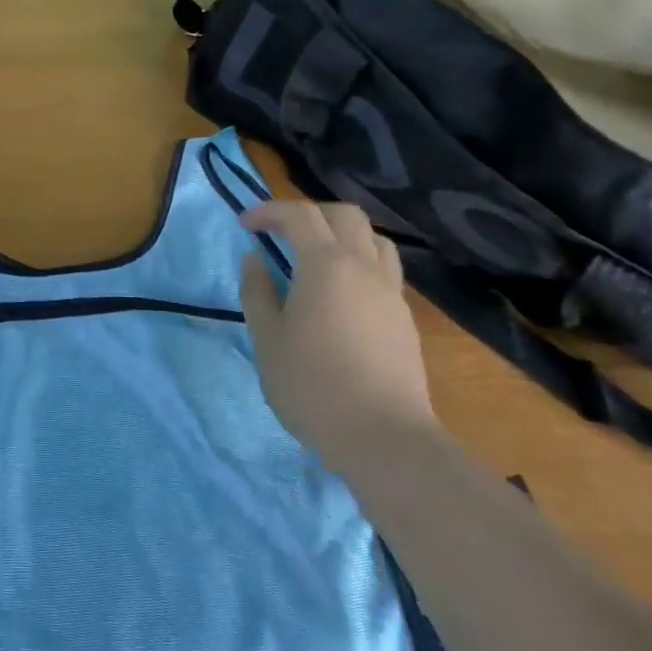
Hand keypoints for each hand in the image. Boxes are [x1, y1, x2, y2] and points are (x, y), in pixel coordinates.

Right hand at [238, 200, 434, 472]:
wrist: (385, 439)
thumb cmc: (313, 386)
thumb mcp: (267, 339)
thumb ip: (257, 292)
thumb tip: (256, 259)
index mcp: (326, 265)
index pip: (299, 215)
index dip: (268, 211)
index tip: (246, 225)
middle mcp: (364, 267)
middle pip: (344, 215)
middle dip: (310, 213)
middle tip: (282, 233)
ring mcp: (391, 293)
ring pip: (374, 239)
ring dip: (342, 235)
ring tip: (316, 257)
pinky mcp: (405, 319)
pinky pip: (385, 269)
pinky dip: (360, 262)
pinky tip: (341, 293)